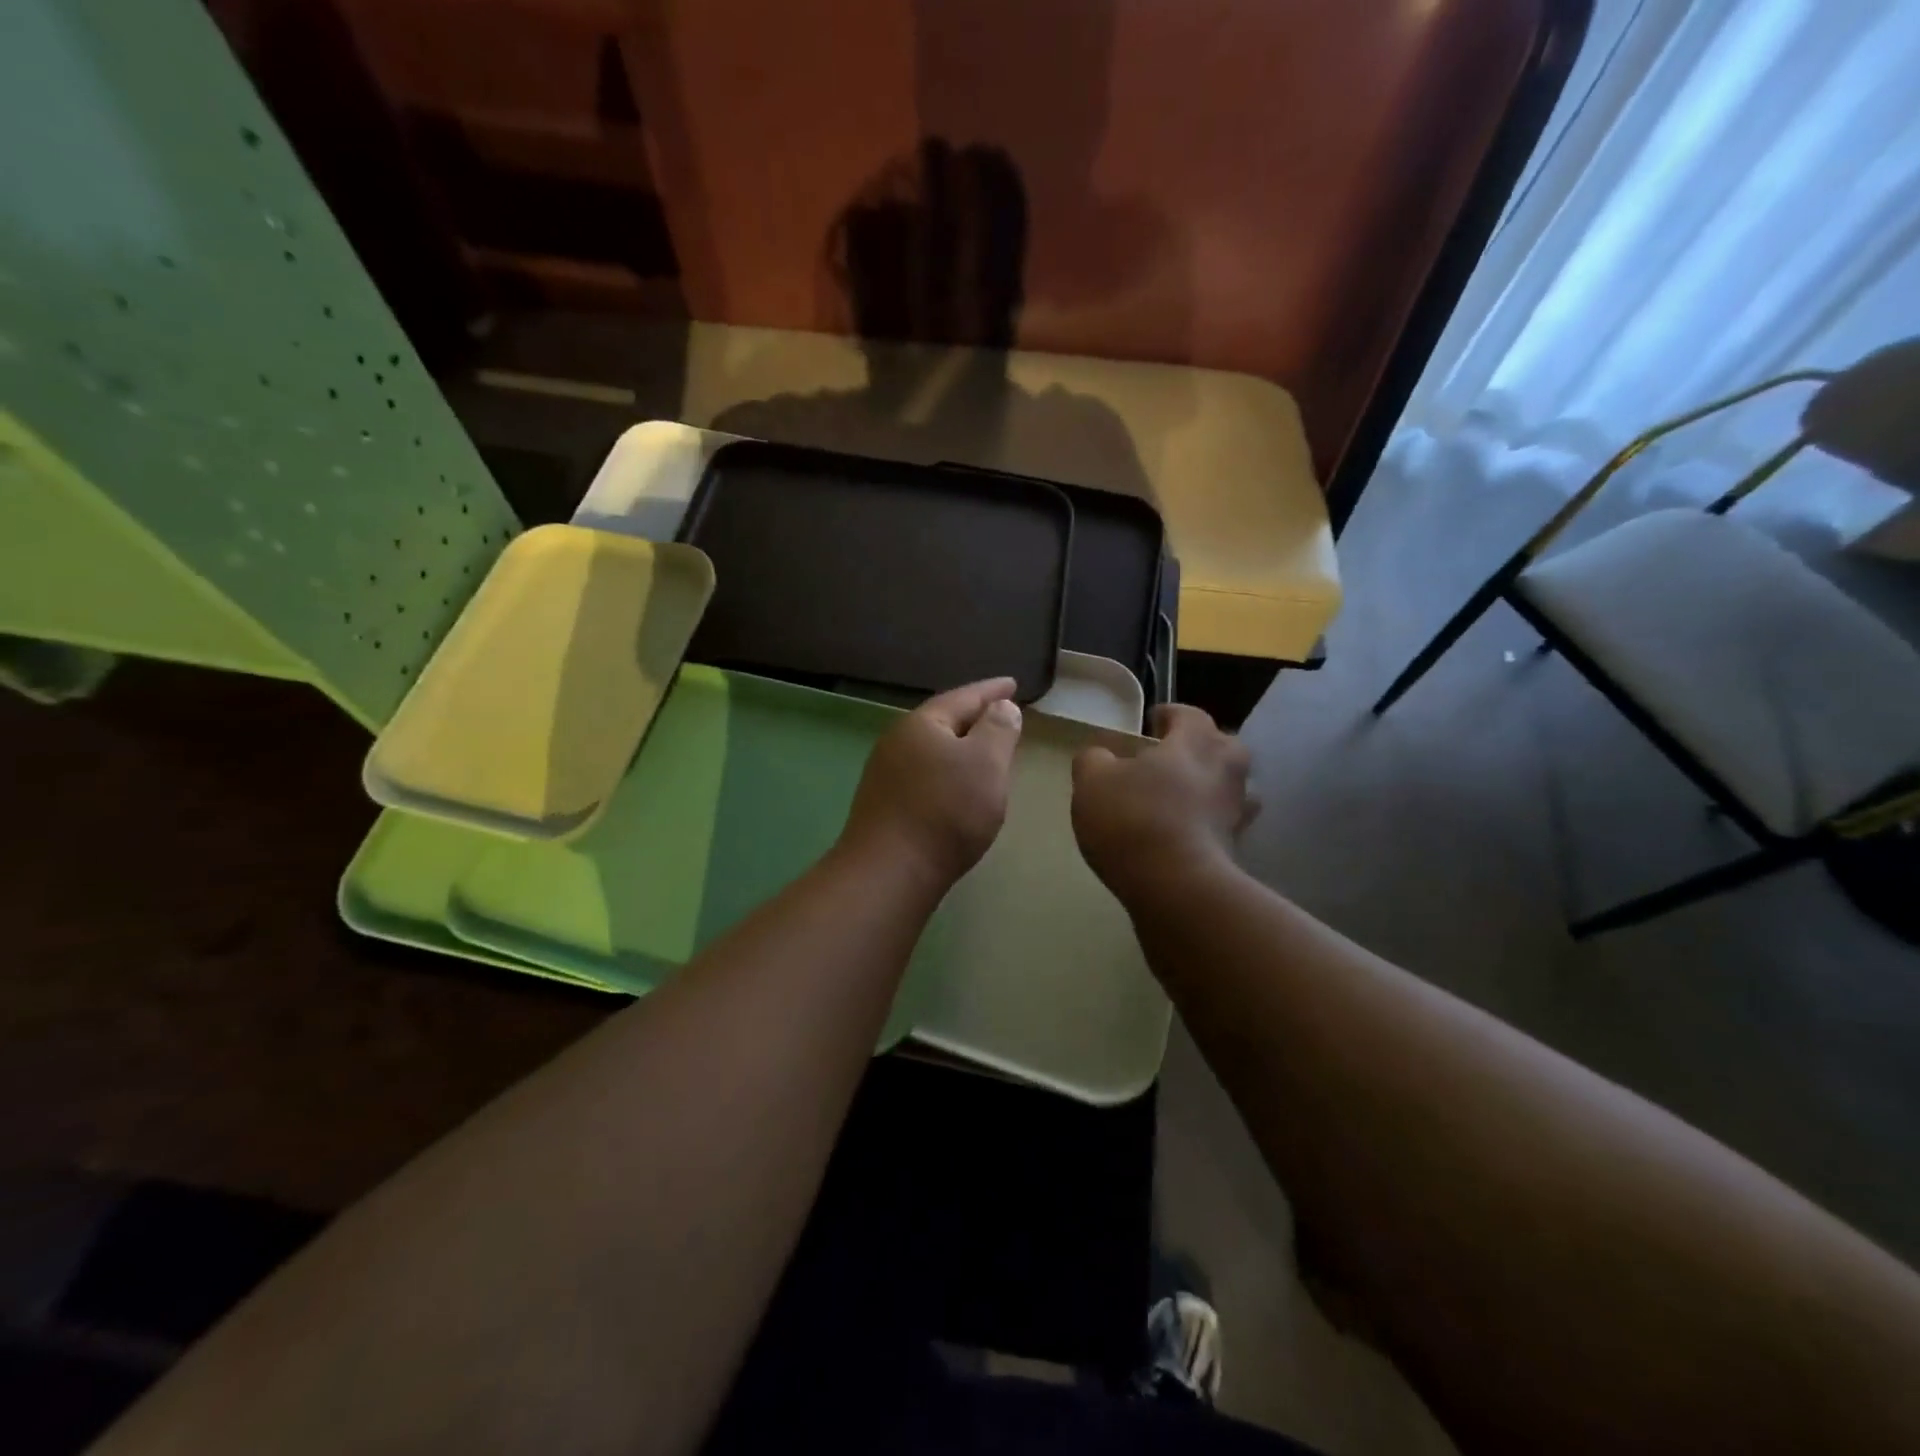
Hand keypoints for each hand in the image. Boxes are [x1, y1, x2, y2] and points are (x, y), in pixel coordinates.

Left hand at [838, 677, 1024, 890]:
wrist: (890, 873)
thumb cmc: (946, 811)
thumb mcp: (986, 763)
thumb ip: (999, 729)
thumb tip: (1001, 706)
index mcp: (922, 723)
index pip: (964, 696)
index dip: (992, 690)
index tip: (1013, 683)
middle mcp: (898, 742)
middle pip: (944, 720)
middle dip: (975, 716)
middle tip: (1002, 714)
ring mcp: (886, 775)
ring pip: (933, 749)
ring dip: (961, 746)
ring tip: (985, 749)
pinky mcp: (885, 805)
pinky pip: (925, 774)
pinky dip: (948, 771)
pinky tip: (958, 786)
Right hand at [1071, 703, 1255, 904]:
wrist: (1175, 886)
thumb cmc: (1133, 818)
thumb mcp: (1093, 780)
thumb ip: (1094, 759)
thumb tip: (1100, 755)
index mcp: (1196, 741)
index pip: (1188, 714)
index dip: (1168, 716)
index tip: (1151, 723)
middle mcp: (1225, 769)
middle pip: (1221, 747)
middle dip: (1199, 748)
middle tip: (1170, 759)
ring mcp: (1235, 811)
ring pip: (1227, 786)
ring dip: (1208, 786)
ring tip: (1177, 797)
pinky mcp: (1236, 848)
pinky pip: (1222, 824)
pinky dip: (1207, 823)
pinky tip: (1182, 833)